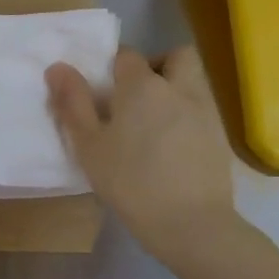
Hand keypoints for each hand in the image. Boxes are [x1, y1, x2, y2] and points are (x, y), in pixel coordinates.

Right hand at [47, 46, 236, 256]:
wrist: (192, 224)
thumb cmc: (131, 182)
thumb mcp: (90, 146)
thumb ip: (73, 103)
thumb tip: (58, 67)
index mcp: (142, 85)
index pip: (126, 55)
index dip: (113, 66)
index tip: (102, 90)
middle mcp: (179, 87)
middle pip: (175, 56)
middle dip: (157, 65)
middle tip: (135, 95)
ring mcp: (206, 110)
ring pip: (193, 80)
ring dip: (174, 88)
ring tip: (152, 122)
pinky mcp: (221, 136)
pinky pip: (202, 109)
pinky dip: (187, 115)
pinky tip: (172, 146)